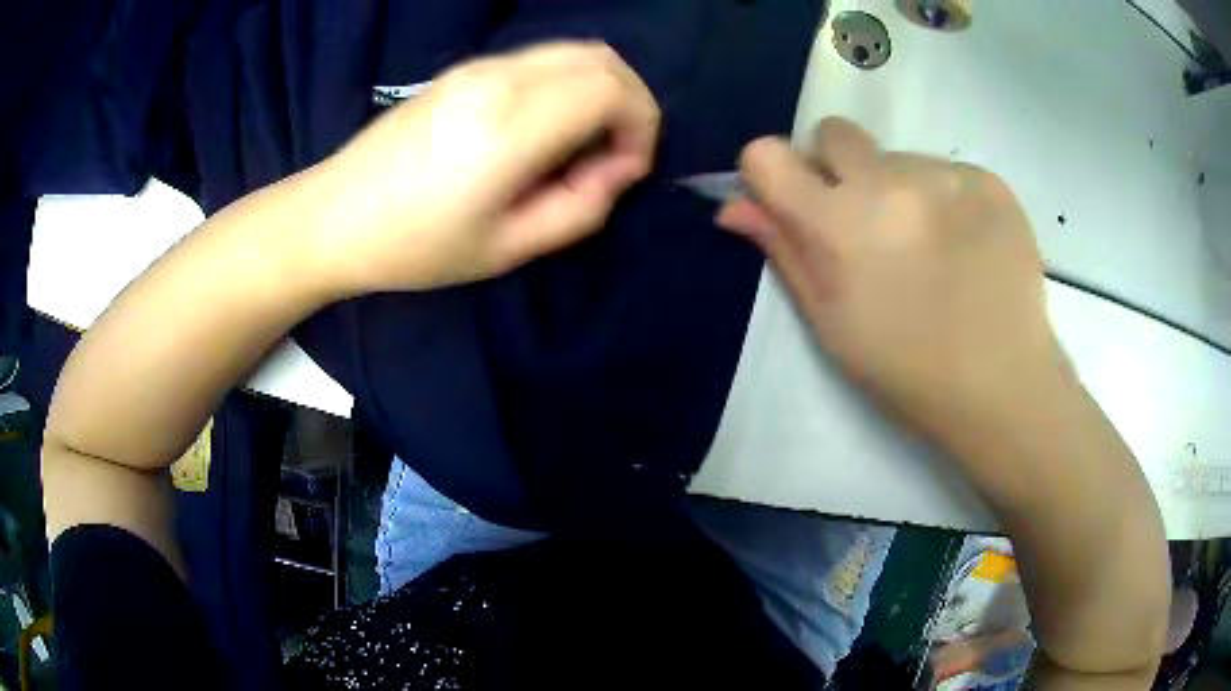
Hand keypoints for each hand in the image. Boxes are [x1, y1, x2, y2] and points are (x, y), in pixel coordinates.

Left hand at [309, 42, 659, 293]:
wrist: (335, 216)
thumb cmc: (416, 245)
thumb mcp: (507, 249)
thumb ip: (581, 208)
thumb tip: (618, 168)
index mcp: (510, 126)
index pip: (613, 89)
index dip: (641, 127)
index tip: (624, 171)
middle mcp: (500, 78)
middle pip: (602, 58)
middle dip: (630, 104)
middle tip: (612, 156)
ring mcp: (479, 66)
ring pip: (574, 51)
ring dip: (599, 91)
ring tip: (579, 146)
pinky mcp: (465, 68)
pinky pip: (541, 59)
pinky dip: (568, 84)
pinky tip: (545, 129)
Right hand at [718, 118, 1059, 440]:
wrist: (1003, 383)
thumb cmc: (907, 368)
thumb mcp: (832, 323)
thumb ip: (783, 251)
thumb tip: (734, 206)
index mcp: (838, 224)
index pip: (768, 154)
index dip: (773, 173)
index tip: (794, 201)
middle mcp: (888, 181)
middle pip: (835, 133)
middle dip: (836, 167)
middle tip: (867, 224)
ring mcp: (944, 175)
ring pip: (896, 157)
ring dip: (899, 190)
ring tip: (931, 250)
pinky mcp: (987, 180)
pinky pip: (945, 171)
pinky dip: (945, 199)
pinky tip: (966, 246)